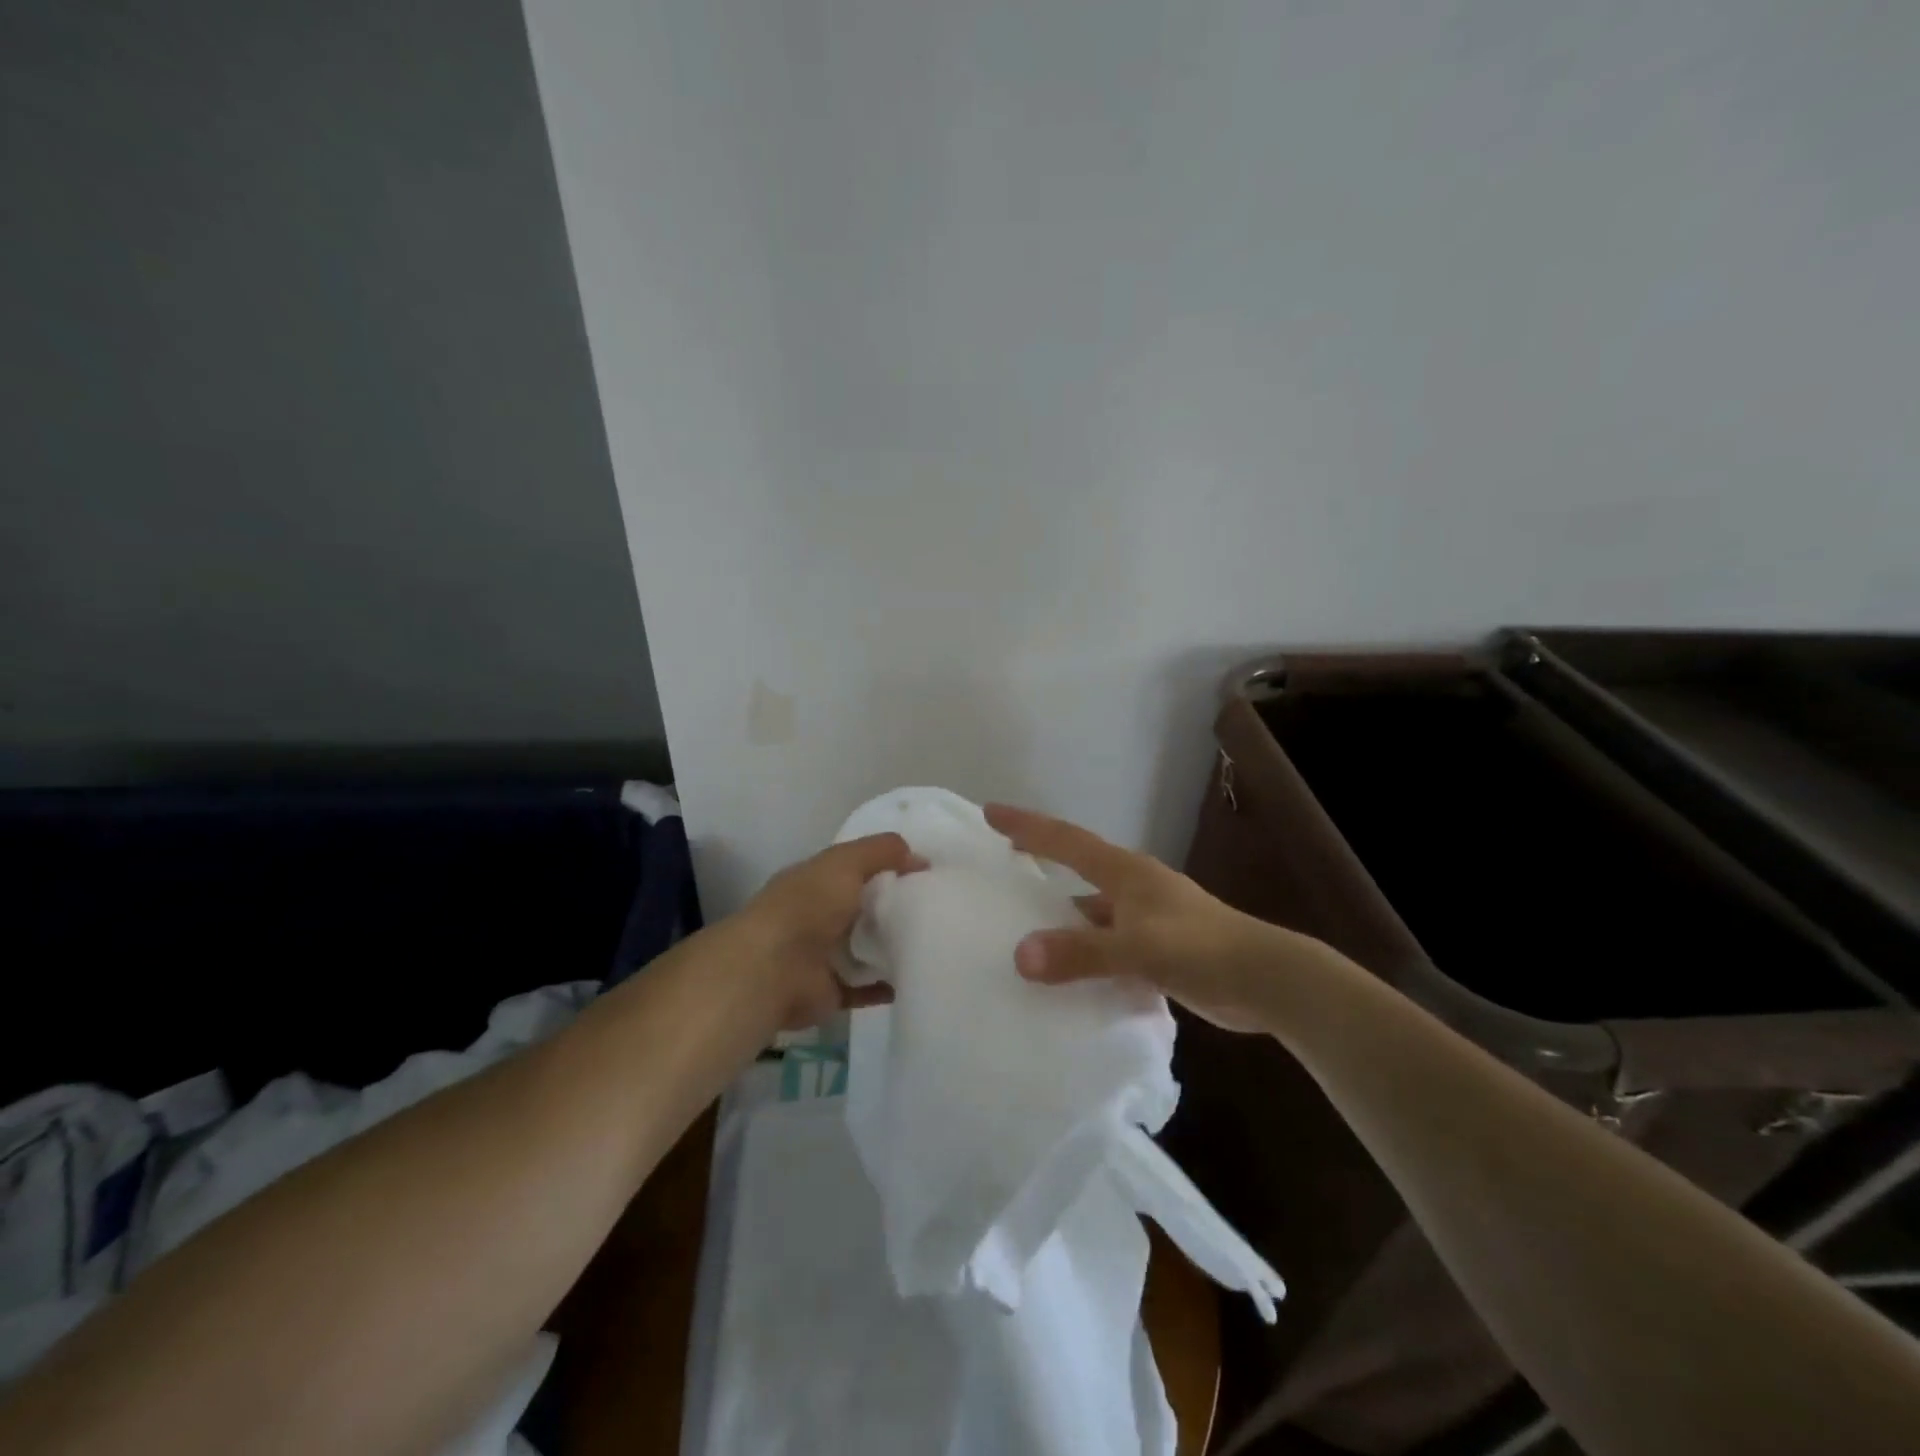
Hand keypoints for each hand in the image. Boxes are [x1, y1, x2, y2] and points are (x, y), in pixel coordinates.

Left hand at [731, 833, 926, 1031]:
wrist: (771, 970)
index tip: (926, 872)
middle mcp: (817, 916)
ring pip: (864, 948)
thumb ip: (881, 852)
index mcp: (816, 881)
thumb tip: (919, 858)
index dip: (887, 866)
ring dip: (890, 947)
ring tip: (931, 942)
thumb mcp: (845, 862)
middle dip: (893, 907)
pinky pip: (864, 988)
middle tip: (936, 908)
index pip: (855, 868)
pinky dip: (885, 986)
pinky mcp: (830, 991)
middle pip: (862, 908)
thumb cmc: (807, 906)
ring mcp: (822, 956)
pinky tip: (913, 979)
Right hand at [984, 803, 1339, 1032]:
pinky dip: (1085, 952)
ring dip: (1061, 917)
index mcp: (1125, 872)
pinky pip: (1107, 943)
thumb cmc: (1203, 950)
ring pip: (1091, 910)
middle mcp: (1132, 887)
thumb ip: (1081, 952)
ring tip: (1021, 930)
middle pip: (1076, 867)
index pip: (1065, 839)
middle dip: (1039, 861)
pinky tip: (1067, 974)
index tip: (990, 812)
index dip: (1027, 825)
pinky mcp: (1158, 947)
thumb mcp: (1138, 949)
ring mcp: (1147, 917)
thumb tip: (1020, 956)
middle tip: (999, 866)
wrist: (1267, 980)